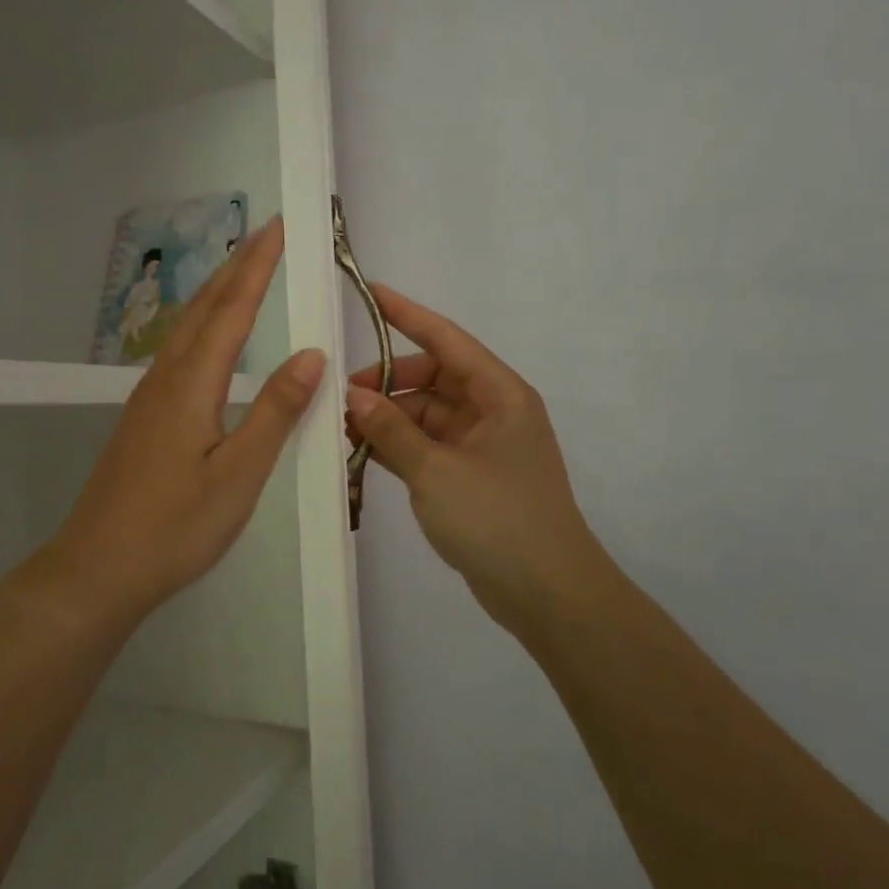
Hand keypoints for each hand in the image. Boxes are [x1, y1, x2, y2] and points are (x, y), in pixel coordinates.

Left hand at [26, 217, 324, 628]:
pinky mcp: (142, 418)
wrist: (97, 568)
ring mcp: (147, 398)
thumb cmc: (175, 527)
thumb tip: (311, 354)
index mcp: (191, 385)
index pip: (231, 311)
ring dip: (216, 293)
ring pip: (186, 328)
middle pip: (203, 309)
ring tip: (241, 270)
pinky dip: (200, 325)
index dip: (257, 268)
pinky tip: (206, 338)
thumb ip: (275, 411)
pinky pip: (177, 352)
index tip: (276, 228)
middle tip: (264, 233)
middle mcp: (165, 379)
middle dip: (236, 268)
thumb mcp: (238, 474)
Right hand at [345, 286, 609, 636]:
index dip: (406, 314)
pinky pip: (427, 445)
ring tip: (341, 426)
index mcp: (499, 394)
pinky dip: (397, 445)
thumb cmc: (498, 519)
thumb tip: (353, 395)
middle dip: (386, 382)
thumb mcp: (436, 471)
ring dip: (388, 417)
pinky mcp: (470, 476)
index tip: (370, 293)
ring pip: (425, 414)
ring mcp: (481, 445)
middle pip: (432, 378)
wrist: (548, 595)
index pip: (446, 339)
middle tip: (340, 396)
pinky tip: (361, 450)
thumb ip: (391, 430)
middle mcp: (493, 411)